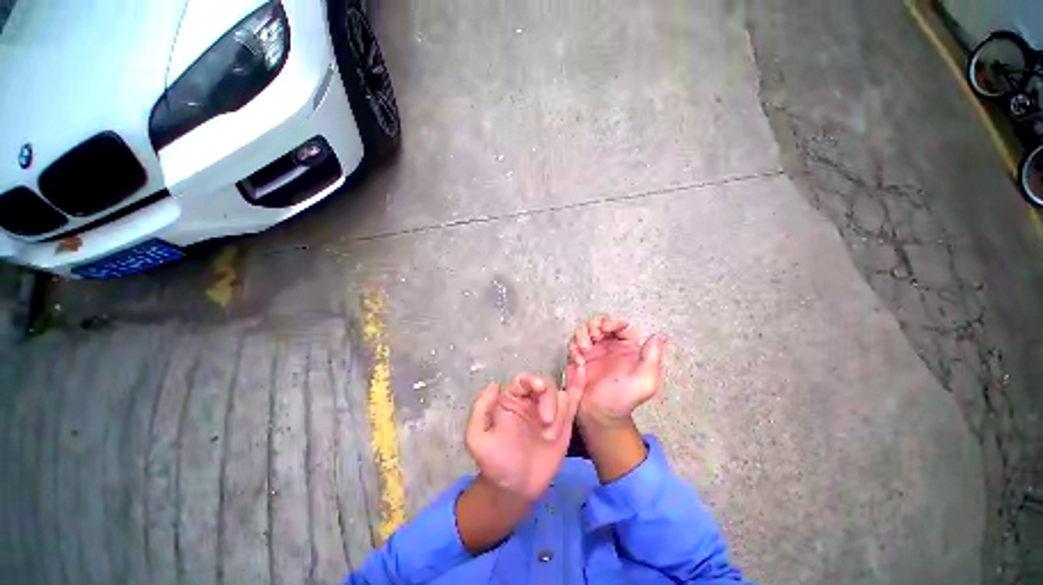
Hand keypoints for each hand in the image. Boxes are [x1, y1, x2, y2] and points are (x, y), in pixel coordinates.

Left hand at [465, 373, 582, 502]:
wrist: (515, 490)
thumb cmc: (495, 463)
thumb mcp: (477, 438)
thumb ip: (481, 410)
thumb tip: (494, 385)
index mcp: (512, 400)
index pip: (524, 381)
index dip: (532, 380)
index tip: (539, 388)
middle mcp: (531, 401)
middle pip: (546, 385)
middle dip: (548, 399)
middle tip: (546, 423)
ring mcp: (549, 411)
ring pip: (561, 396)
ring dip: (559, 414)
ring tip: (549, 437)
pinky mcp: (564, 423)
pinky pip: (573, 401)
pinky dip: (579, 388)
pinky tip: (583, 375)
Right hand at [566, 315, 666, 429]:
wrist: (599, 416)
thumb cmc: (623, 399)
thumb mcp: (645, 382)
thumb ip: (652, 358)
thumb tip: (659, 335)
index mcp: (627, 348)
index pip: (621, 325)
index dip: (614, 322)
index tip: (606, 328)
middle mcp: (609, 346)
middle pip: (600, 323)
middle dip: (595, 325)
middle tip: (593, 336)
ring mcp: (592, 351)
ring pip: (584, 330)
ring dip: (582, 334)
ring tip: (584, 349)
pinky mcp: (577, 358)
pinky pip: (573, 344)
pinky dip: (574, 347)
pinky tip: (578, 361)